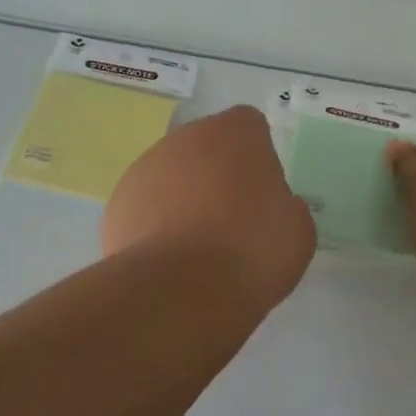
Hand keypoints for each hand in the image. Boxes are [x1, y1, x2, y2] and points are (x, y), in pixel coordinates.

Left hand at [103, 106, 316, 312]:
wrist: (181, 289)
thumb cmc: (251, 251)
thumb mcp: (296, 229)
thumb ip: (283, 203)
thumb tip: (267, 204)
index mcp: (235, 133)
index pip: (249, 126)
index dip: (257, 156)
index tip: (262, 191)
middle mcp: (185, 138)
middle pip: (206, 146)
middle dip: (216, 173)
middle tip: (232, 219)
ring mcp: (145, 167)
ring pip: (171, 174)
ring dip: (183, 197)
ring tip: (196, 246)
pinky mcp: (119, 202)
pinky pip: (146, 205)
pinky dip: (156, 224)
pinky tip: (169, 259)